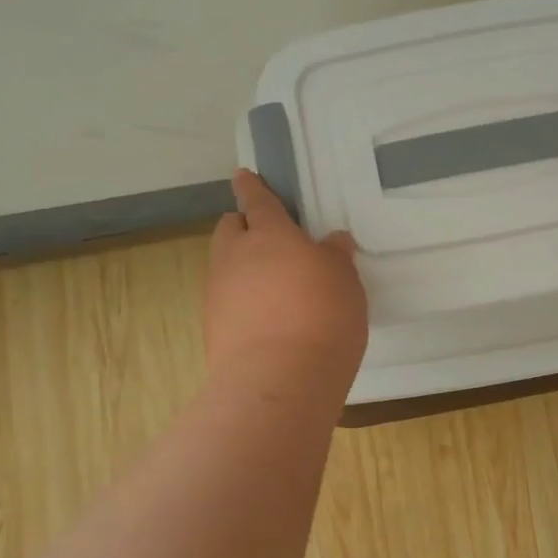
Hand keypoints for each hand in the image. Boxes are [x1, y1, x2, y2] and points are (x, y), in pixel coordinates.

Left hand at [205, 170, 367, 387]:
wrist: (279, 381)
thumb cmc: (322, 316)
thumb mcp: (344, 280)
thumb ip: (335, 257)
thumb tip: (331, 241)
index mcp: (269, 235)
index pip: (257, 201)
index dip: (251, 187)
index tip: (243, 176)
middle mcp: (235, 257)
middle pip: (229, 230)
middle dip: (243, 226)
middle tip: (269, 240)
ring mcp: (218, 294)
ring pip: (224, 266)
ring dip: (242, 266)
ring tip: (273, 286)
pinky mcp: (213, 329)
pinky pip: (226, 300)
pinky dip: (241, 300)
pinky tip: (266, 319)